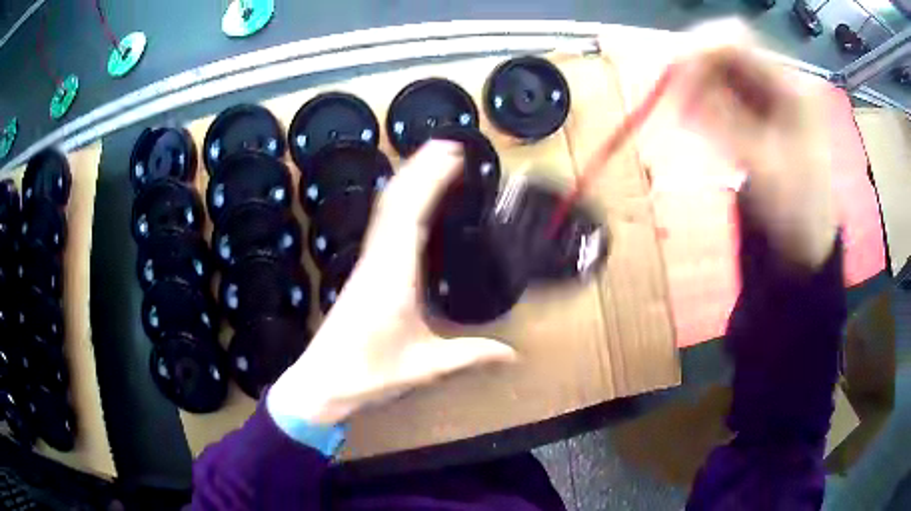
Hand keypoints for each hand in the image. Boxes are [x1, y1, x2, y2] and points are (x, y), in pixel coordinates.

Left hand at [269, 141, 516, 425]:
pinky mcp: (363, 272)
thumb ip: (470, 356)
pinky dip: (399, 203)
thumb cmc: (367, 374)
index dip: (432, 179)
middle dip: (422, 167)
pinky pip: (382, 225)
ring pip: (386, 209)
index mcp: (393, 276)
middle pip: (397, 200)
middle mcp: (377, 260)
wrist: (320, 383)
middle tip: (449, 145)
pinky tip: (409, 201)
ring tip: (433, 160)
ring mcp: (367, 264)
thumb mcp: (425, 368)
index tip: (453, 155)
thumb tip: (512, 354)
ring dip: (408, 179)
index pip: (412, 213)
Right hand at [671, 20, 837, 269]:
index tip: (673, 72)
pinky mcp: (758, 108)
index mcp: (791, 86)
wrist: (809, 239)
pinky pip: (723, 88)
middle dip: (695, 66)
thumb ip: (722, 118)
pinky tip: (698, 118)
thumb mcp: (762, 166)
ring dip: (697, 83)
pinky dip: (704, 98)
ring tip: (686, 113)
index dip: (702, 46)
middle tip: (674, 95)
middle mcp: (779, 79)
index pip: (738, 39)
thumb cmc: (795, 208)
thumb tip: (678, 82)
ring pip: (720, 67)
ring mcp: (768, 92)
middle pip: (726, 48)